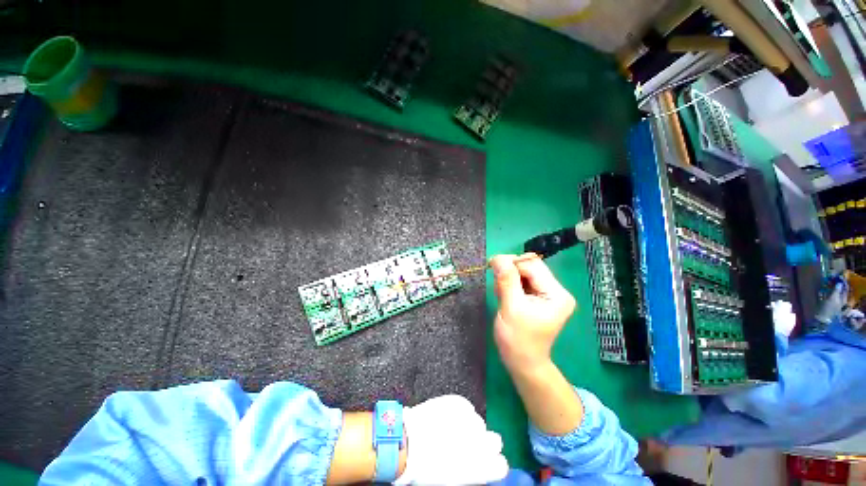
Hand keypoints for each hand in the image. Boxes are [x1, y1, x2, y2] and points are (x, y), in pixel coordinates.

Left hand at [395, 395, 507, 484]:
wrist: (408, 443)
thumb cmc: (427, 470)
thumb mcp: (454, 479)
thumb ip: (473, 472)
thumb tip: (479, 467)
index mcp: (481, 467)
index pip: (501, 465)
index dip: (493, 463)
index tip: (485, 462)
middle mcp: (480, 442)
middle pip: (495, 440)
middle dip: (485, 442)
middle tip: (469, 444)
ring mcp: (469, 419)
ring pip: (479, 422)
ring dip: (470, 426)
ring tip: (453, 429)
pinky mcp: (458, 403)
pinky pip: (466, 407)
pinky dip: (460, 411)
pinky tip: (449, 417)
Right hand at [490, 254, 576, 370]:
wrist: (522, 362)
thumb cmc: (517, 339)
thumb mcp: (511, 308)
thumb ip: (506, 281)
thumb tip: (498, 257)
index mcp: (556, 294)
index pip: (532, 266)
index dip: (512, 264)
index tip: (492, 266)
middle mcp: (557, 290)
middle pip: (530, 267)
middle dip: (511, 271)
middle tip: (498, 285)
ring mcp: (549, 294)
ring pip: (525, 272)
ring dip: (509, 278)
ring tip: (502, 294)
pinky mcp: (540, 297)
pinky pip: (523, 281)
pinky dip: (511, 284)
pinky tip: (506, 295)